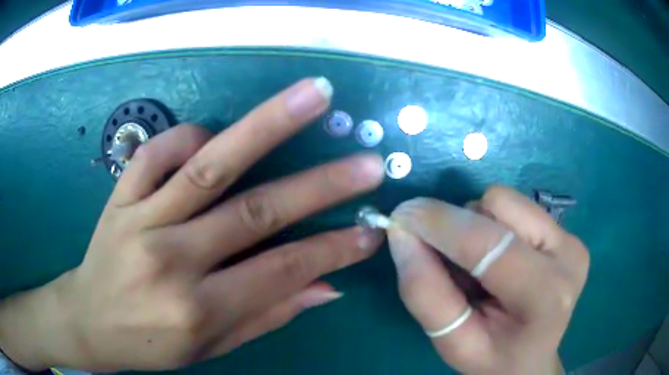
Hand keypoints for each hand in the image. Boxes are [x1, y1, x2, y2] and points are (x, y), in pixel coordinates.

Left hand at [0, 78, 384, 371]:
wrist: (89, 320)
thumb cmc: (149, 344)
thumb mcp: (210, 347)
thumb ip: (267, 315)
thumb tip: (326, 287)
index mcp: (197, 308)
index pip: (281, 271)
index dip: (333, 250)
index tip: (370, 230)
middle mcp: (171, 259)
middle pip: (256, 211)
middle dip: (322, 184)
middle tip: (367, 162)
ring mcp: (140, 219)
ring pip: (210, 165)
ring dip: (267, 125)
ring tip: (311, 96)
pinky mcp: (119, 196)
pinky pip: (157, 151)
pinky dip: (190, 134)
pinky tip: (214, 134)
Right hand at [386, 186, 588, 374]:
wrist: (531, 359)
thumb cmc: (492, 359)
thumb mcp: (452, 343)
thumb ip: (425, 293)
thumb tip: (402, 233)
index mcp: (544, 295)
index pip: (489, 245)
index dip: (441, 225)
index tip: (402, 217)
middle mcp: (567, 255)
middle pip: (500, 206)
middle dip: (462, 227)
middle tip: (450, 263)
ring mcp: (571, 239)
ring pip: (506, 201)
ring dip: (478, 226)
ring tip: (480, 267)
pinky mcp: (567, 232)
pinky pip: (516, 207)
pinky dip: (494, 226)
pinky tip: (500, 259)